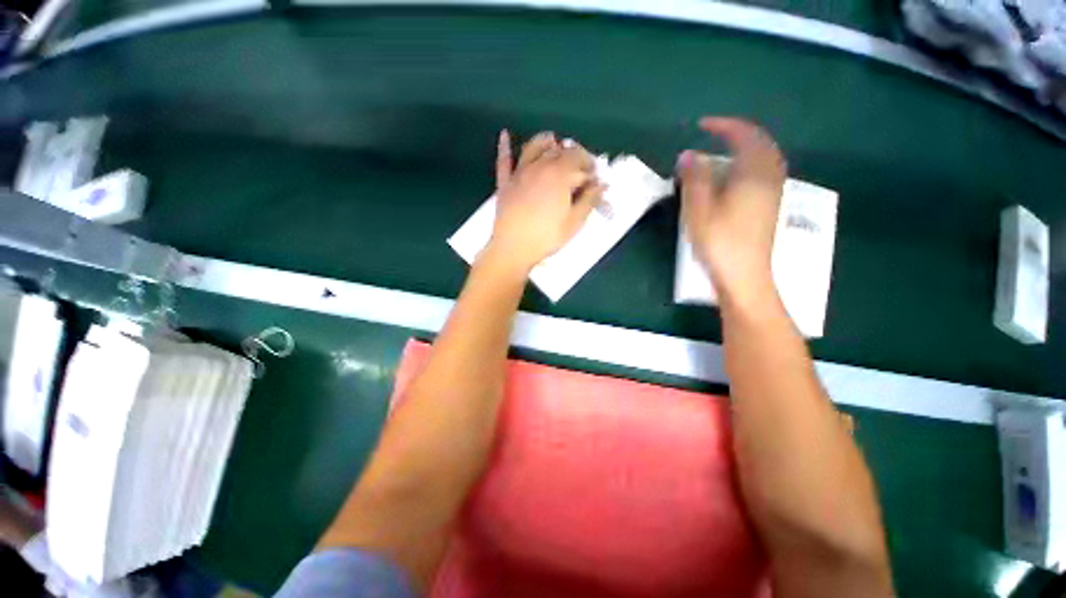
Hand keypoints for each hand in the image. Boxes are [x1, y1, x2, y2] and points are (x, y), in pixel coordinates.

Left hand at [484, 130, 603, 273]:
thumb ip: (589, 200)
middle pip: (560, 151)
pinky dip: (504, 147)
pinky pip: (504, 160)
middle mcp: (540, 167)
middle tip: (580, 168)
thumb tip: (601, 184)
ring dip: (546, 141)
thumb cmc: (546, 237)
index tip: (594, 178)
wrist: (513, 249)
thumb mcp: (574, 222)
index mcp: (560, 175)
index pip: (580, 159)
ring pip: (534, 147)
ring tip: (554, 142)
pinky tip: (505, 134)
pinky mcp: (505, 183)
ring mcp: (520, 173)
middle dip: (573, 155)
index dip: (590, 166)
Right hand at [678, 117, 785, 305]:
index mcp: (753, 174)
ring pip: (765, 158)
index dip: (724, 125)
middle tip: (715, 134)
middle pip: (761, 143)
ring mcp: (773, 193)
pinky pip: (765, 172)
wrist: (745, 275)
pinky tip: (735, 177)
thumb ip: (694, 179)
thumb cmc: (719, 242)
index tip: (702, 125)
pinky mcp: (771, 207)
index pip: (745, 136)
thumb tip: (688, 154)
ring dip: (746, 148)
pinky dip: (750, 164)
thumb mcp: (699, 210)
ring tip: (723, 153)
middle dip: (738, 133)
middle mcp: (769, 178)